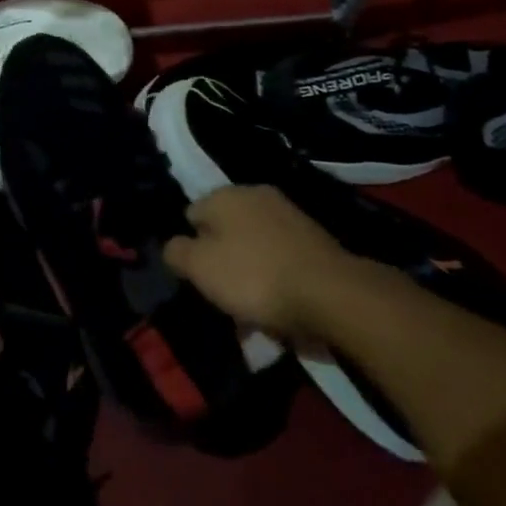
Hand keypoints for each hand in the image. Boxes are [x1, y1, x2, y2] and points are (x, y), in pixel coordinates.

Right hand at [164, 184, 354, 335]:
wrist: (333, 294)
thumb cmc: (254, 276)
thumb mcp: (200, 267)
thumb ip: (176, 252)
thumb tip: (173, 245)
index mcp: (225, 195)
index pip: (191, 214)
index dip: (190, 246)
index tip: (197, 276)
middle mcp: (256, 195)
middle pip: (225, 230)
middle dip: (222, 260)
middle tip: (224, 295)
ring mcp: (289, 215)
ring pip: (254, 246)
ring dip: (250, 272)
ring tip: (253, 310)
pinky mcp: (316, 239)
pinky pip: (282, 258)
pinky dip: (276, 278)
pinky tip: (280, 305)